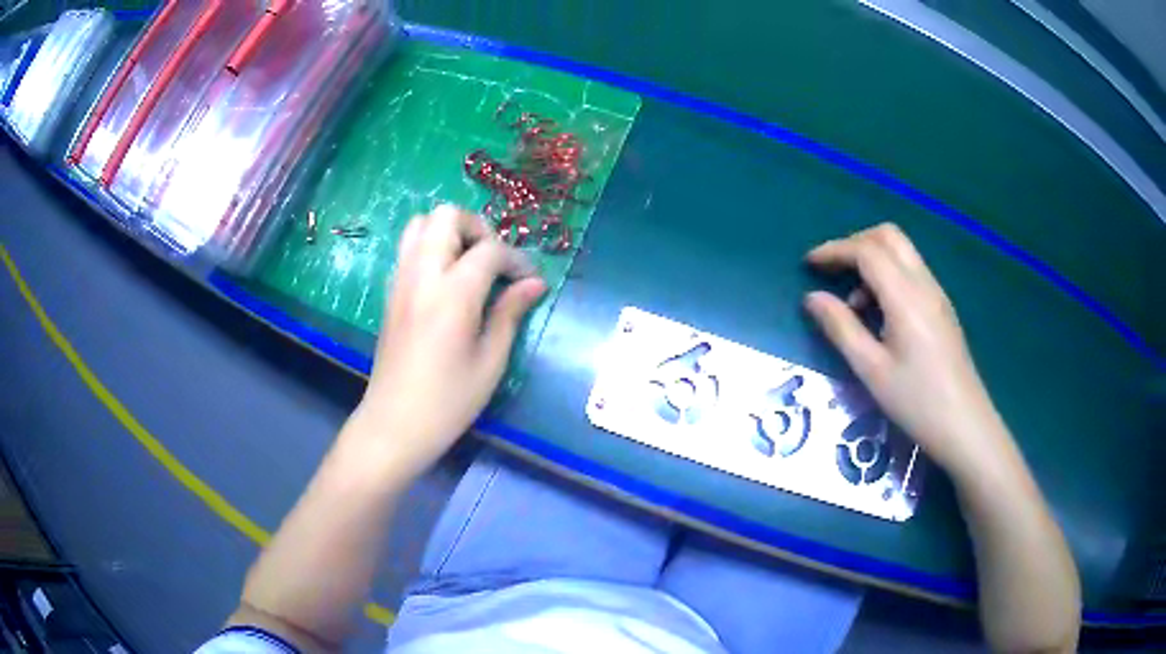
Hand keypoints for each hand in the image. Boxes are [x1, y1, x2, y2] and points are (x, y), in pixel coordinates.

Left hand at [353, 205, 545, 478]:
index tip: (531, 283)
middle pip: (446, 216)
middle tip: (495, 262)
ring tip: (471, 265)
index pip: (489, 250)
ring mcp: (401, 281)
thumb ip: (510, 313)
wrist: (394, 424)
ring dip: (451, 232)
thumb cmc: (448, 401)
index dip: (517, 260)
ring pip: (421, 224)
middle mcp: (422, 275)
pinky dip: (432, 247)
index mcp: (452, 294)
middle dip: (478, 228)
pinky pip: (409, 248)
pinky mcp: (391, 292)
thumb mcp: (490, 362)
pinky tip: (449, 281)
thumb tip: (535, 284)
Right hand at [804, 224, 1011, 476]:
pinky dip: (888, 277)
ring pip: (902, 253)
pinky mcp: (942, 309)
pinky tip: (880, 316)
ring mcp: (937, 295)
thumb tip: (812, 298)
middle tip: (832, 271)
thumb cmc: (917, 402)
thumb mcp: (871, 370)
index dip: (834, 250)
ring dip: (873, 261)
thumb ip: (841, 328)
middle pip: (888, 237)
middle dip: (855, 244)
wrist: (965, 426)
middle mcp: (924, 284)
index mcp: (905, 297)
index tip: (808, 264)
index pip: (867, 251)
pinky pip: (911, 273)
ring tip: (853, 305)